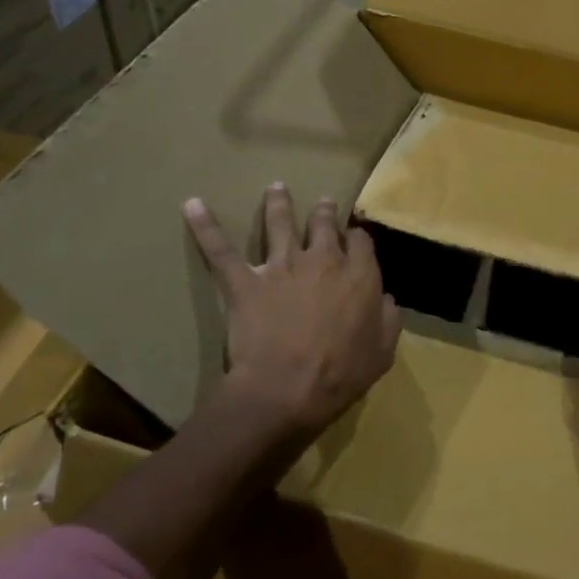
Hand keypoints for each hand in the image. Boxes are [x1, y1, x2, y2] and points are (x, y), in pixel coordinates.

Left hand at [183, 184, 400, 438]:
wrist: (286, 389)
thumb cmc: (339, 376)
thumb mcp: (382, 353)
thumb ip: (387, 320)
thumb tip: (386, 299)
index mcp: (359, 277)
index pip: (361, 242)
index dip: (357, 238)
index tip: (354, 239)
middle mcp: (322, 260)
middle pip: (323, 225)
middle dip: (324, 212)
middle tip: (322, 203)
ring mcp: (281, 266)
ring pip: (280, 224)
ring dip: (278, 204)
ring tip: (276, 188)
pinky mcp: (245, 281)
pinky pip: (221, 250)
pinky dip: (205, 227)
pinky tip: (191, 205)